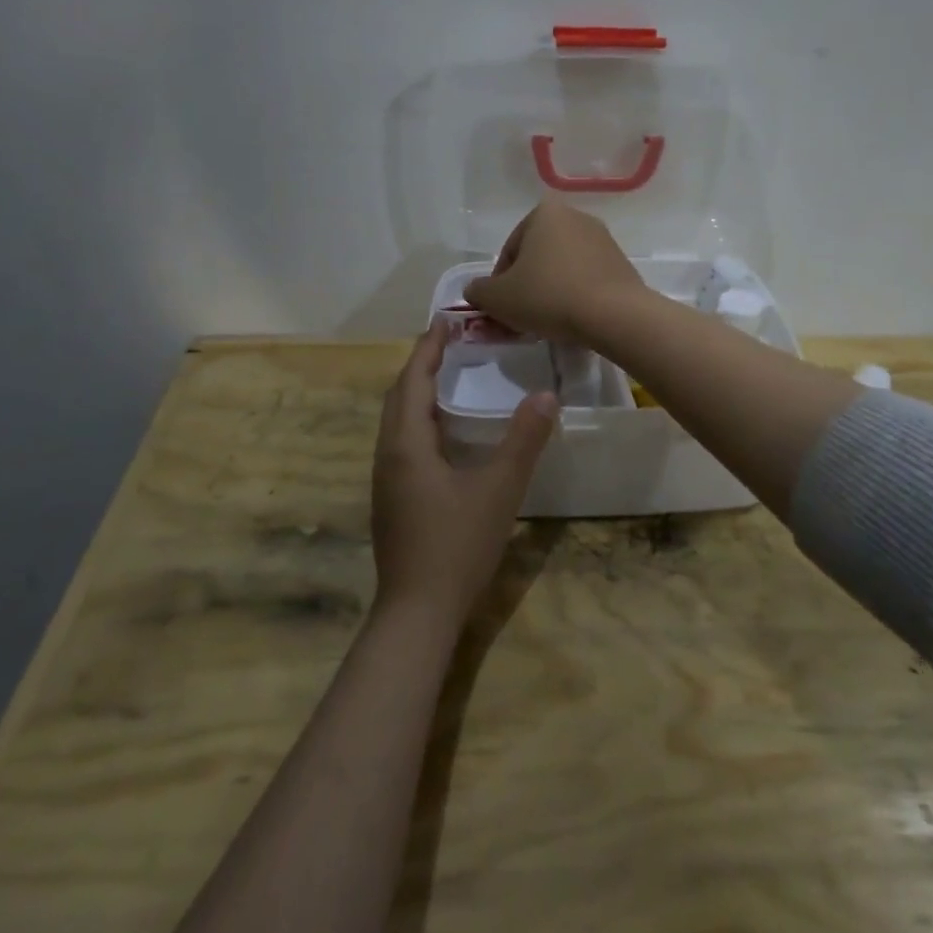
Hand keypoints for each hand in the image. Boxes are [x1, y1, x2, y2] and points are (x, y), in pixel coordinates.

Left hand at [371, 324, 556, 623]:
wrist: (417, 613)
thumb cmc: (456, 546)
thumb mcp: (499, 490)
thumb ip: (523, 440)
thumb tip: (547, 395)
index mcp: (407, 444)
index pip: (413, 380)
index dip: (428, 348)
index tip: (445, 319)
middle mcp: (388, 454)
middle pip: (399, 396)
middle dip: (421, 365)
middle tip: (451, 343)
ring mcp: (386, 479)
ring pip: (397, 421)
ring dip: (418, 392)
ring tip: (449, 377)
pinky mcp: (392, 498)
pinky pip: (401, 441)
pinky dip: (420, 420)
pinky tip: (445, 432)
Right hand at [463, 200, 646, 347]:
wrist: (613, 314)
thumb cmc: (548, 296)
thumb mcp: (498, 298)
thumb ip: (479, 291)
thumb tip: (475, 290)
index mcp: (544, 213)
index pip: (509, 250)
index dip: (499, 283)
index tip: (502, 308)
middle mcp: (575, 217)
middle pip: (537, 257)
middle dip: (526, 285)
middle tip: (521, 316)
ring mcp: (602, 239)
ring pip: (562, 268)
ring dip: (550, 290)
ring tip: (547, 321)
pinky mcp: (621, 262)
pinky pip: (586, 278)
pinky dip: (575, 294)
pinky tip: (572, 318)